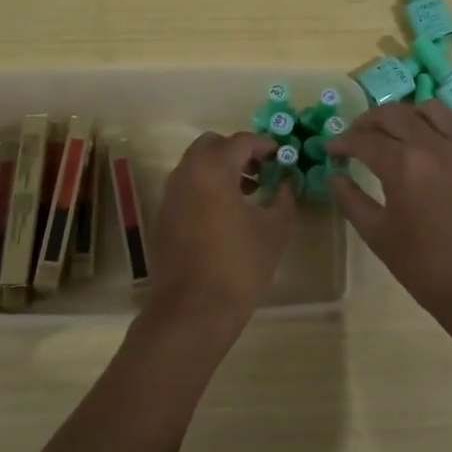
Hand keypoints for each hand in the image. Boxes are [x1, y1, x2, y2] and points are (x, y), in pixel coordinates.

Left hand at [141, 131, 296, 343]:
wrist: (193, 310)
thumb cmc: (239, 265)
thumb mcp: (274, 229)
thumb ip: (284, 197)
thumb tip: (287, 182)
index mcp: (212, 169)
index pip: (241, 141)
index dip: (266, 145)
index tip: (283, 157)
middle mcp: (185, 173)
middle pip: (212, 145)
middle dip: (239, 152)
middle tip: (263, 170)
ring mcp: (170, 195)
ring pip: (196, 165)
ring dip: (222, 169)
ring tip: (250, 192)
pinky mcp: (164, 216)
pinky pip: (188, 187)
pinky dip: (207, 187)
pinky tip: (228, 213)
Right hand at [327, 103, 451, 352]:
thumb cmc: (427, 268)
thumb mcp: (379, 237)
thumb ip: (351, 201)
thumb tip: (336, 176)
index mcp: (404, 165)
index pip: (364, 140)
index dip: (343, 142)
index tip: (332, 148)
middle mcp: (436, 146)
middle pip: (396, 115)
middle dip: (369, 122)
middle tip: (358, 136)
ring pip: (435, 110)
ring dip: (410, 116)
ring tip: (401, 132)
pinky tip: (445, 142)